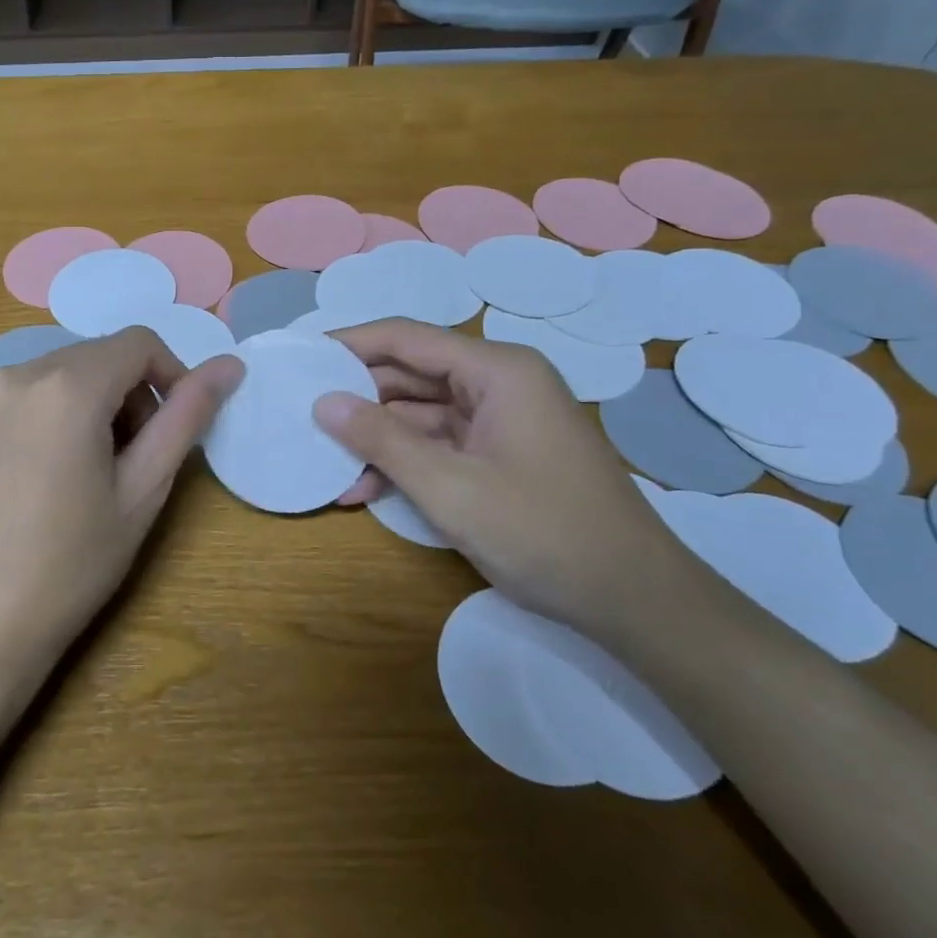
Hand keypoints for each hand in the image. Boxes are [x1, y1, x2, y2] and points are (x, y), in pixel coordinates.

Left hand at [0, 328, 243, 668]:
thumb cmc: (70, 565)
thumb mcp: (142, 491)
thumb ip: (186, 417)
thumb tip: (230, 366)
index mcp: (67, 385)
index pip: (139, 343)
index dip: (172, 375)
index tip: (178, 428)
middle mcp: (20, 373)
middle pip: (102, 356)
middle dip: (134, 394)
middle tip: (140, 460)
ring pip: (68, 373)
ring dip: (100, 404)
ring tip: (99, 472)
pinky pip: (34, 393)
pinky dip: (63, 413)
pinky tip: (57, 475)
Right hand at [313, 319, 689, 637]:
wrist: (635, 600)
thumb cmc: (542, 532)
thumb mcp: (450, 488)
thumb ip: (381, 440)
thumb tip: (323, 403)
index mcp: (497, 370)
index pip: (406, 338)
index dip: (350, 343)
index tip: (301, 357)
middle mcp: (500, 382)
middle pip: (412, 373)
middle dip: (359, 398)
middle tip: (303, 414)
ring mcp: (503, 419)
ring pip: (422, 412)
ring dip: (377, 438)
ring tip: (326, 462)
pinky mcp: (503, 453)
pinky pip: (442, 443)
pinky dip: (406, 461)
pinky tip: (365, 489)